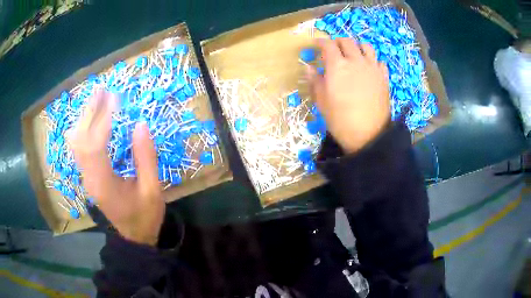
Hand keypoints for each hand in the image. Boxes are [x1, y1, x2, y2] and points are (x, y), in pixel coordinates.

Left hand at [67, 90, 163, 245]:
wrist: (133, 238)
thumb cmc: (144, 217)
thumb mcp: (152, 190)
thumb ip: (146, 158)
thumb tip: (140, 125)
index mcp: (105, 183)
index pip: (96, 145)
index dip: (103, 119)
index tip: (114, 99)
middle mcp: (89, 178)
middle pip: (81, 140)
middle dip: (89, 112)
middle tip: (100, 90)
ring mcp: (86, 177)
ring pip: (76, 143)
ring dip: (84, 118)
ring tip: (96, 98)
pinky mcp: (87, 176)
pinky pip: (79, 148)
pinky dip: (83, 129)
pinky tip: (89, 118)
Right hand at [308, 38, 389, 153]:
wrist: (368, 135)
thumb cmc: (340, 119)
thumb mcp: (322, 101)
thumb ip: (315, 81)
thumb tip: (309, 67)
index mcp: (337, 66)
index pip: (328, 45)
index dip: (321, 42)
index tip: (317, 45)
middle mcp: (356, 61)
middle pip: (347, 41)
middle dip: (338, 42)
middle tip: (333, 49)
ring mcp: (372, 68)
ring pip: (365, 46)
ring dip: (357, 47)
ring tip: (353, 54)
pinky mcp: (384, 77)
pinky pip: (379, 61)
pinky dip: (372, 60)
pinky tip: (369, 68)